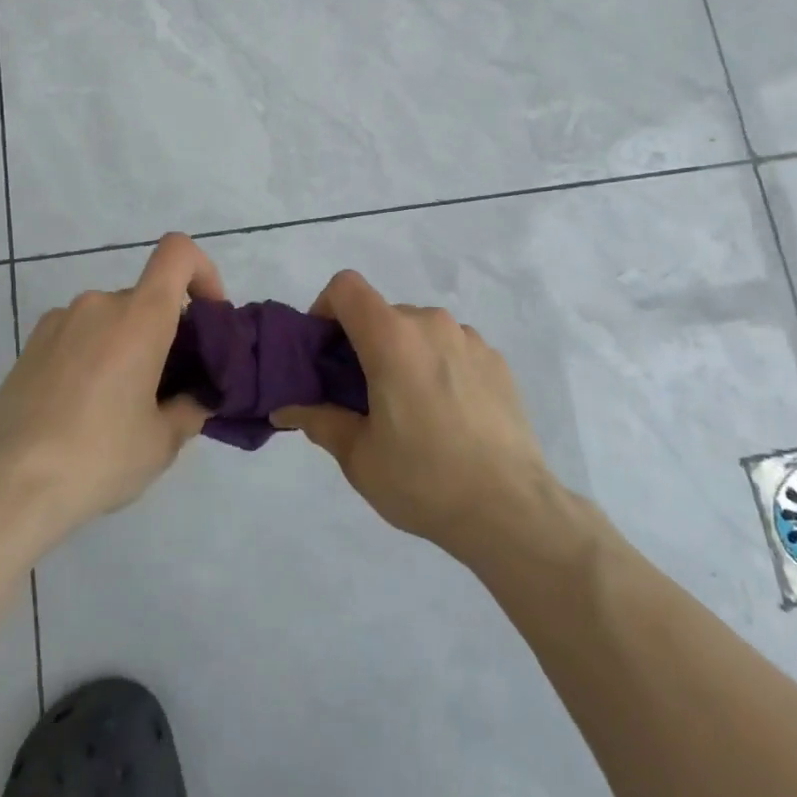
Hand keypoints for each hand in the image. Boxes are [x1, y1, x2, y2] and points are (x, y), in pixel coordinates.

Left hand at [0, 233, 224, 543]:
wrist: (5, 488)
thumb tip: (198, 398)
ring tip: (120, 407)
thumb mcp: (162, 442)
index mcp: (139, 317)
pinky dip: (93, 357)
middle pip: (146, 299)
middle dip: (165, 332)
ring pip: (111, 320)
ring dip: (127, 347)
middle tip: (168, 388)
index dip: (203, 272)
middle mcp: (98, 304)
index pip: (178, 253)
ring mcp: (58, 322)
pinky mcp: (29, 346)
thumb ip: (191, 409)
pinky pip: (78, 336)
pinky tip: (82, 410)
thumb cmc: (98, 456)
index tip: (209, 317)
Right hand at [272, 270, 552, 560]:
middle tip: (363, 395)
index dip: (326, 308)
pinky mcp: (497, 361)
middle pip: (383, 314)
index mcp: (392, 338)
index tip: (326, 352)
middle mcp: (432, 324)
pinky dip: (439, 367)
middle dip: (365, 344)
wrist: (510, 509)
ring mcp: (470, 339)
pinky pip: (453, 348)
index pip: (346, 287)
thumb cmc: (423, 479)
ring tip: (412, 410)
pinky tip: (449, 416)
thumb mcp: (358, 457)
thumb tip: (286, 409)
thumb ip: (319, 420)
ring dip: (405, 355)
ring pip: (420, 331)